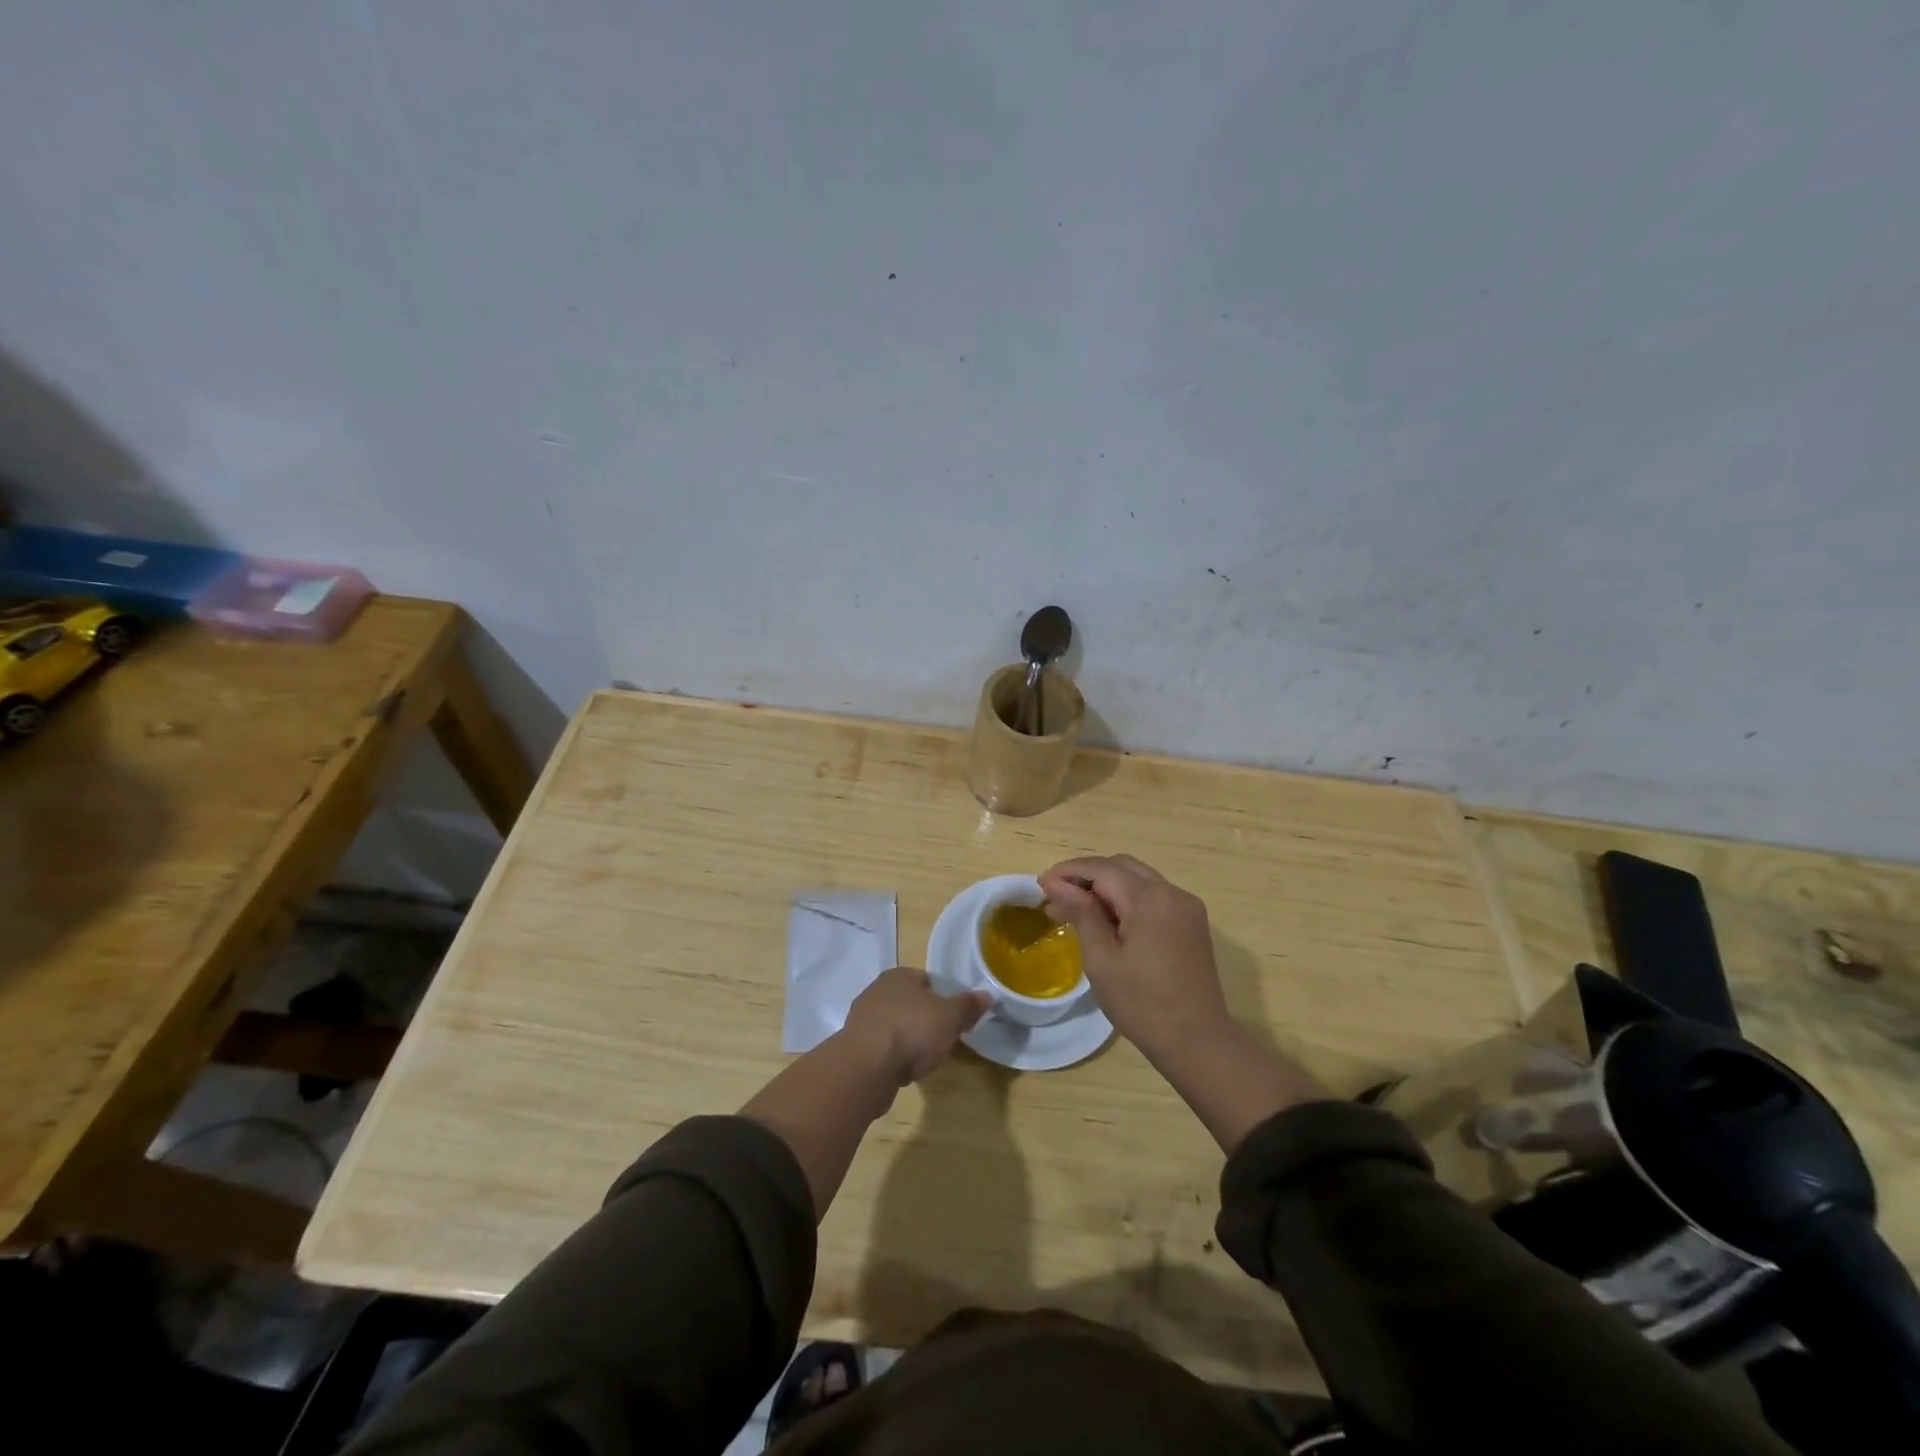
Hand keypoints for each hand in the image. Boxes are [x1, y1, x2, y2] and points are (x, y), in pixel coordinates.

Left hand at [842, 967, 989, 1085]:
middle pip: (910, 1002)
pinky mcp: (854, 1047)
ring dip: (908, 1039)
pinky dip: (893, 1056)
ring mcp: (862, 1019)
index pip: (926, 979)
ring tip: (923, 1058)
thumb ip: (967, 1006)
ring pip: (895, 1025)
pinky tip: (903, 1070)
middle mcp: (877, 991)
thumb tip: (986, 995)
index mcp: (899, 975)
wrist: (867, 1068)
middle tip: (942, 1038)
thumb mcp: (950, 1017)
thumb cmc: (912, 1031)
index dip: (943, 997)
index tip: (954, 1017)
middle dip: (925, 1019)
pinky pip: (882, 1047)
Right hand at [1038, 855, 1231, 1063]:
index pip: (1102, 869)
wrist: (1197, 1042)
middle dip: (1087, 876)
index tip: (1041, 885)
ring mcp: (1187, 907)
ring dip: (1106, 887)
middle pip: (1121, 866)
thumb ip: (1081, 913)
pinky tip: (1108, 922)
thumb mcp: (1101, 959)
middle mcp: (1172, 892)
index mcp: (1150, 899)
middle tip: (1057, 898)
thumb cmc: (1142, 1004)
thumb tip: (1056, 883)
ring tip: (1076, 911)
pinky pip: (1153, 897)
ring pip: (1138, 880)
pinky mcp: (1192, 923)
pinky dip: (1127, 900)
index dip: (1068, 872)